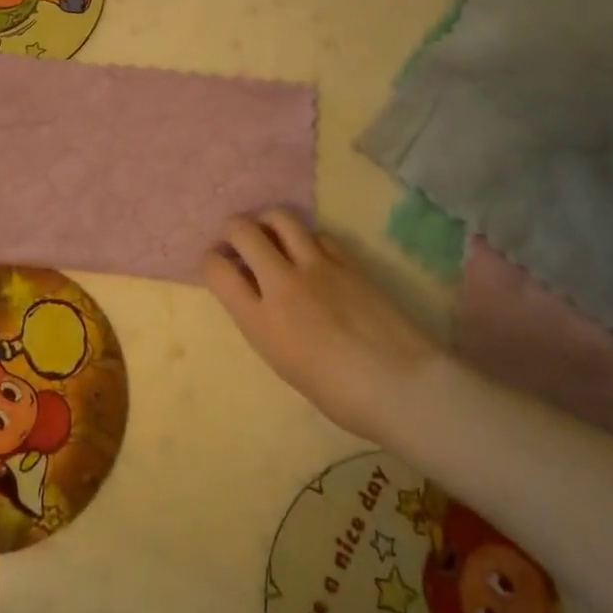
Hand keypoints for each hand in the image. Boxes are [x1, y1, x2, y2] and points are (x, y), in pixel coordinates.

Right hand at [204, 210, 438, 443]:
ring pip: (280, 217)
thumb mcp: (283, 363)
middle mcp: (282, 283)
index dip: (210, 260)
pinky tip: (311, 254)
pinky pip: (317, 234)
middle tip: (238, 241)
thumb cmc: (340, 395)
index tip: (218, 264)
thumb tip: (257, 295)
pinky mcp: (347, 260)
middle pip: (242, 230)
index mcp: (260, 320)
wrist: (402, 386)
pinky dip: (306, 238)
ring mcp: (316, 266)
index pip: (216, 269)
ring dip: (267, 220)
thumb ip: (263, 322)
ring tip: (271, 234)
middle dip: (232, 229)